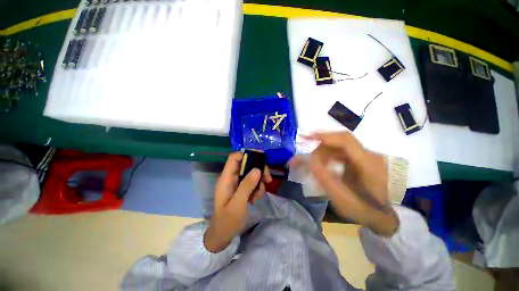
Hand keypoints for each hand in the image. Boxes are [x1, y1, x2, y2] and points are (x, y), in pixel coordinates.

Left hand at [204, 152, 271, 252]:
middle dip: (258, 171)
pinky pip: (252, 183)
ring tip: (258, 196)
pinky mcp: (242, 189)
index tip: (261, 158)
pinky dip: (257, 189)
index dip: (246, 154)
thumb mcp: (238, 204)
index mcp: (226, 178)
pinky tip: (255, 199)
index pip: (234, 158)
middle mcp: (232, 178)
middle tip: (267, 179)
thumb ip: (246, 186)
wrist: (223, 235)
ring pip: (252, 174)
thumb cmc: (227, 221)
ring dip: (259, 182)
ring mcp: (237, 183)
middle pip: (247, 164)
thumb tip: (257, 169)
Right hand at [292, 131, 397, 236]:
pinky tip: (322, 164)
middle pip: (339, 142)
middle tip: (308, 160)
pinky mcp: (361, 159)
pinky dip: (328, 155)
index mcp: (368, 163)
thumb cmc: (363, 210)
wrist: (380, 215)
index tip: (306, 137)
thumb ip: (325, 178)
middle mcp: (369, 154)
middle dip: (320, 148)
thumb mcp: (342, 199)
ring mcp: (365, 155)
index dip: (324, 136)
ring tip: (313, 164)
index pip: (345, 140)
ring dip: (323, 152)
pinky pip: (340, 151)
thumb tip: (311, 159)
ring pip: (338, 146)